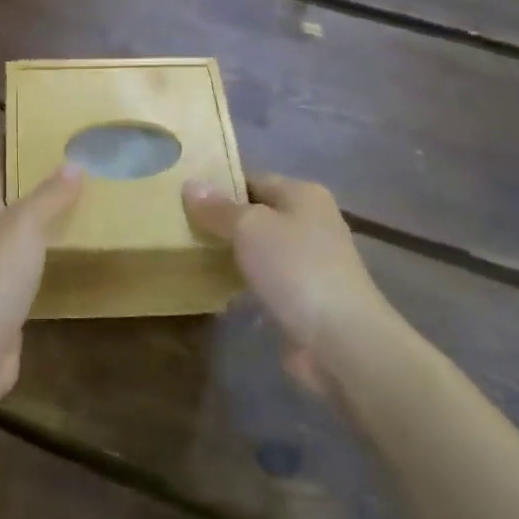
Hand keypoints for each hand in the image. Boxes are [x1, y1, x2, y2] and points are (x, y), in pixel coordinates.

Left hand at [0, 142, 82, 405]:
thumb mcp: (23, 226)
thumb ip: (49, 196)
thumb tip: (74, 162)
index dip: (9, 138)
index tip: (37, 120)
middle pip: (8, 195)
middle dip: (37, 176)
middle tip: (79, 159)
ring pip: (22, 232)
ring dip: (47, 217)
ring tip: (86, 200)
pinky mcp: (7, 300)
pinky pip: (33, 267)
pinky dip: (52, 255)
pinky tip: (76, 253)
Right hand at [182, 172, 395, 383]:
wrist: (339, 339)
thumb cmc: (295, 268)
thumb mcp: (249, 228)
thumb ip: (218, 208)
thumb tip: (190, 184)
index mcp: (303, 195)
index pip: (253, 179)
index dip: (219, 186)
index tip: (182, 196)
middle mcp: (310, 222)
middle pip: (257, 214)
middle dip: (221, 221)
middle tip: (179, 225)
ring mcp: (308, 261)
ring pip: (259, 248)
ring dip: (230, 253)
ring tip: (187, 253)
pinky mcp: (302, 296)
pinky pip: (263, 279)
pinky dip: (241, 281)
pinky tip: (213, 287)